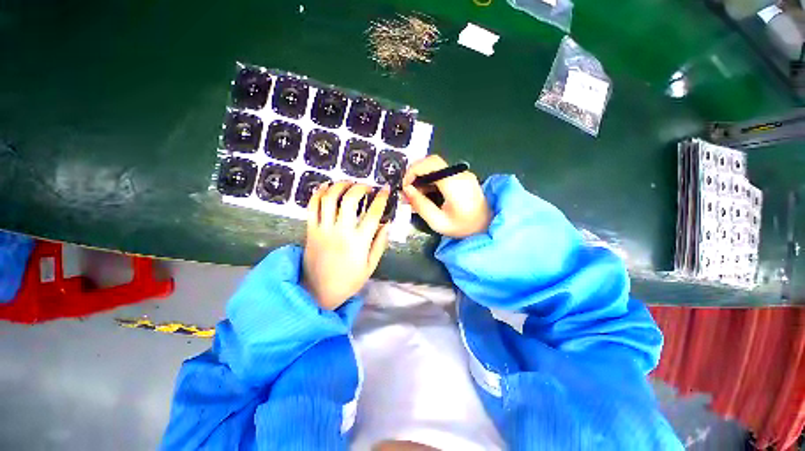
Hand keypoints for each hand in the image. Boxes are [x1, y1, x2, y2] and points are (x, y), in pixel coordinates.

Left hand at [303, 181, 390, 309]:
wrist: (317, 292)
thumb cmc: (348, 281)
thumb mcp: (370, 266)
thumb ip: (379, 244)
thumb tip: (386, 224)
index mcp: (359, 242)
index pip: (373, 213)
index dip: (381, 198)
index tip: (385, 189)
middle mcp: (341, 231)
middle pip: (349, 200)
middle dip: (360, 187)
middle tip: (366, 186)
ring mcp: (323, 229)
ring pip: (329, 199)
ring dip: (339, 186)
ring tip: (348, 183)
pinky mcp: (310, 230)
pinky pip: (312, 207)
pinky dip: (318, 194)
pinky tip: (326, 187)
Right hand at [402, 155, 490, 238]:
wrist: (487, 227)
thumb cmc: (463, 227)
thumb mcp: (438, 221)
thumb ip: (421, 205)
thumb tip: (407, 190)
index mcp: (455, 183)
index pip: (430, 163)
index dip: (413, 171)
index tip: (405, 186)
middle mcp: (460, 174)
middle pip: (432, 162)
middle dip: (416, 174)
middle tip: (408, 191)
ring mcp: (463, 174)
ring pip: (436, 166)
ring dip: (422, 177)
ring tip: (416, 195)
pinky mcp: (463, 177)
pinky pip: (442, 172)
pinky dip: (430, 179)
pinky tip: (427, 193)